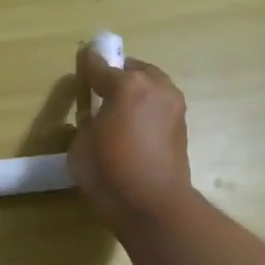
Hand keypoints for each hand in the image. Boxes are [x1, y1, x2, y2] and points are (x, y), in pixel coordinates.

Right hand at [69, 43, 192, 231]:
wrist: (152, 204)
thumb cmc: (109, 173)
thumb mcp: (81, 146)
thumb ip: (87, 122)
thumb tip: (94, 116)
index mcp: (127, 85)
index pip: (101, 66)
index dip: (88, 63)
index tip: (82, 59)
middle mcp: (156, 87)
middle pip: (133, 70)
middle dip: (118, 76)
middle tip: (102, 90)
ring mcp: (173, 106)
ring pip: (151, 86)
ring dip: (136, 93)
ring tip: (119, 111)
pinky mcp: (182, 126)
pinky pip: (159, 107)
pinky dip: (146, 111)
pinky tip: (134, 128)